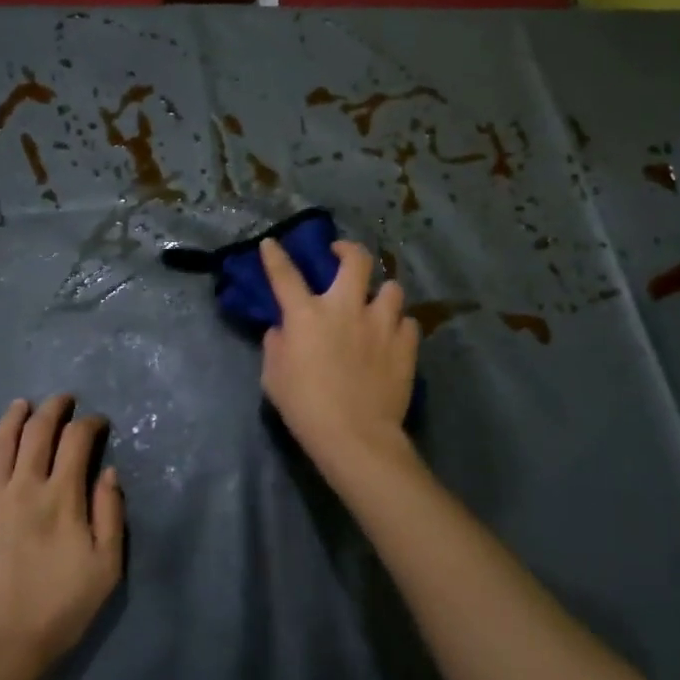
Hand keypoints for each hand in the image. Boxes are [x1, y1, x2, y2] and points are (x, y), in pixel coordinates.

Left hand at [0, 396, 123, 674]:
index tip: (99, 423)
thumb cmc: (61, 607)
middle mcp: (24, 486)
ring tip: (21, 404)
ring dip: (12, 418)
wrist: (2, 645)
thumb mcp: (106, 566)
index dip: (90, 424)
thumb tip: (109, 472)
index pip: (77, 441)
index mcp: (61, 496)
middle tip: (63, 400)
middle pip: (37, 432)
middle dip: (53, 409)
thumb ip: (110, 514)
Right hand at [257, 238, 418, 467]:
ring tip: (377, 303)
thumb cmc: (305, 408)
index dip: (275, 256)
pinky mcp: (405, 345)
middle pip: (356, 260)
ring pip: (392, 288)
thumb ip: (276, 345)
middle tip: (342, 255)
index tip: (272, 243)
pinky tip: (393, 337)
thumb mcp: (274, 377)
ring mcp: (381, 324)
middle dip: (348, 250)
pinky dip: (400, 326)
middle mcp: (346, 308)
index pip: (285, 275)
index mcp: (307, 315)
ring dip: (382, 292)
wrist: (355, 436)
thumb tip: (283, 329)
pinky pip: (408, 323)